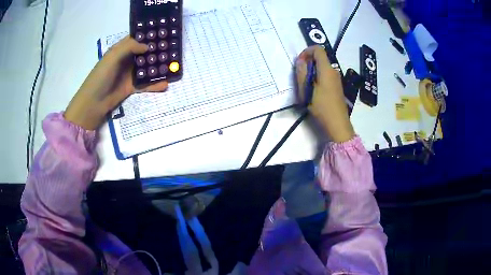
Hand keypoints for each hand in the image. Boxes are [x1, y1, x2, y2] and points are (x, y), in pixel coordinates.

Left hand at [64, 36, 167, 129]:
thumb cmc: (101, 76)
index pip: (135, 39)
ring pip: (146, 68)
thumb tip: (148, 46)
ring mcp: (129, 74)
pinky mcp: (131, 87)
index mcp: (120, 50)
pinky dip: (154, 84)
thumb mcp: (112, 57)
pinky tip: (165, 84)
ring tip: (172, 65)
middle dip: (156, 51)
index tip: (162, 34)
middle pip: (143, 53)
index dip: (147, 36)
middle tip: (171, 49)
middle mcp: (126, 60)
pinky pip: (145, 84)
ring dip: (157, 67)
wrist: (93, 103)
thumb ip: (129, 47)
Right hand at [296, 46, 354, 142]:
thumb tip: (300, 60)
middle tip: (300, 77)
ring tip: (305, 86)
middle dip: (308, 63)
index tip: (300, 62)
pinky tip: (314, 91)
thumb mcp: (307, 90)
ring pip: (322, 67)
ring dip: (312, 72)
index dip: (307, 51)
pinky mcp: (337, 86)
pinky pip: (325, 75)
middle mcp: (334, 71)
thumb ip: (302, 73)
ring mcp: (336, 79)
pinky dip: (317, 78)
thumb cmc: (322, 107)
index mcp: (327, 69)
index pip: (318, 49)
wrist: (338, 124)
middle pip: (320, 58)